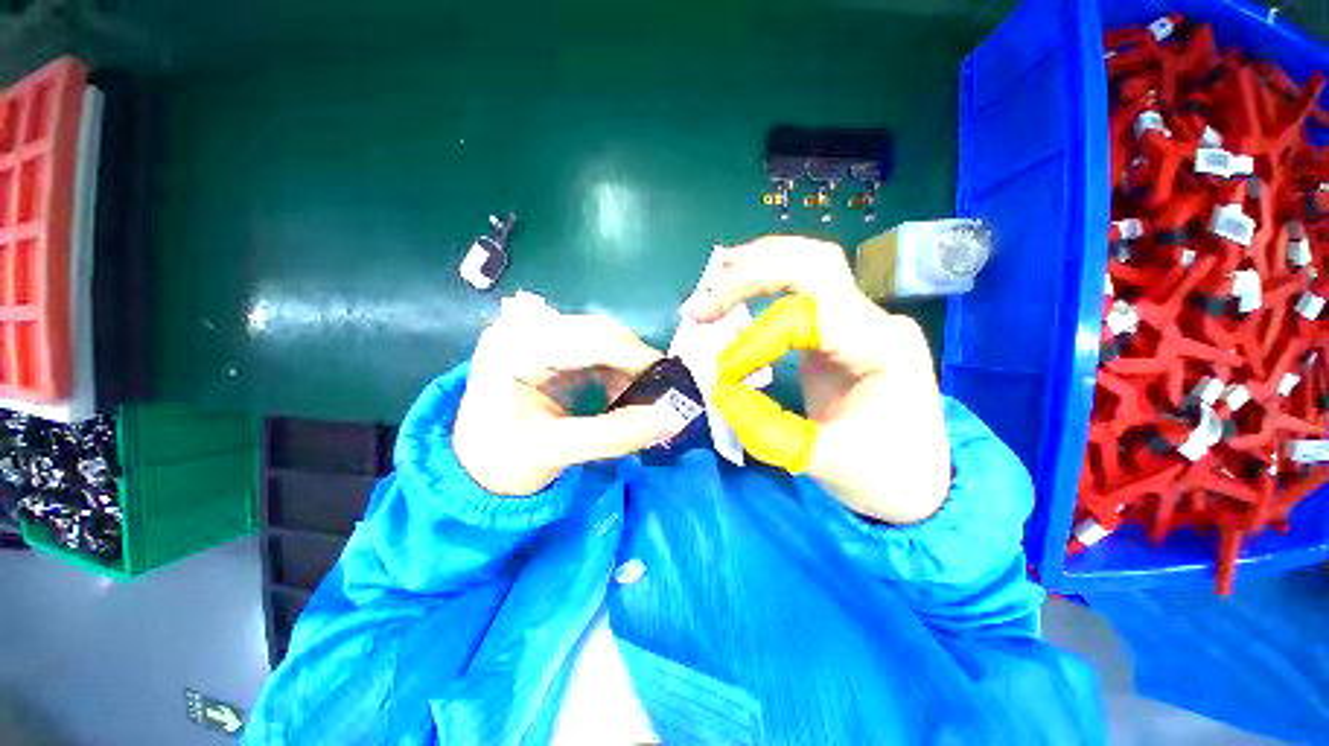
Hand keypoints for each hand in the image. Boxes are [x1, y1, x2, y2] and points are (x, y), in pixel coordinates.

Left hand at [454, 297, 683, 495]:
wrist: (477, 463)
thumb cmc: (505, 460)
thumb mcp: (556, 451)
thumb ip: (615, 435)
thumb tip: (672, 418)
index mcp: (512, 350)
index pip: (586, 341)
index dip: (633, 357)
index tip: (668, 380)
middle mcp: (522, 328)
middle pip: (597, 330)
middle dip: (632, 360)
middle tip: (657, 391)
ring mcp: (534, 331)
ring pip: (601, 335)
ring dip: (626, 363)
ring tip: (636, 397)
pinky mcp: (547, 342)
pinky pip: (594, 344)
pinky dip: (615, 366)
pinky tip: (619, 389)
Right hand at [685, 236, 950, 524]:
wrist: (917, 481)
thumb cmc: (881, 475)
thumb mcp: (819, 460)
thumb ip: (762, 426)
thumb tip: (718, 388)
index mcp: (881, 347)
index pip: (804, 317)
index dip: (752, 342)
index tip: (723, 377)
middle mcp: (875, 319)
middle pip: (811, 265)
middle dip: (749, 277)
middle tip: (703, 306)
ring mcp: (861, 318)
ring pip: (810, 262)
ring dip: (759, 264)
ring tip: (716, 277)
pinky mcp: (841, 328)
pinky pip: (805, 284)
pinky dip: (769, 275)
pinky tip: (741, 279)